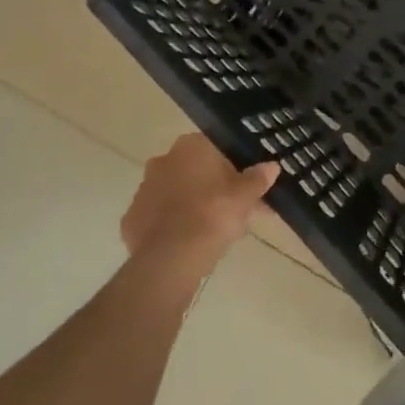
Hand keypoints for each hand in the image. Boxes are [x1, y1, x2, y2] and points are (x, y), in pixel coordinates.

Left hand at [121, 135, 278, 277]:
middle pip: (194, 171)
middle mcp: (162, 161)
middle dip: (212, 187)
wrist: (172, 257)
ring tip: (214, 233)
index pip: (215, 148)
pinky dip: (172, 227)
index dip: (233, 167)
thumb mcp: (245, 197)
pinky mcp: (132, 218)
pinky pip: (158, 218)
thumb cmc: (213, 215)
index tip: (245, 187)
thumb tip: (272, 165)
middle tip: (234, 212)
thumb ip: (258, 179)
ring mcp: (143, 189)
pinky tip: (188, 244)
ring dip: (191, 205)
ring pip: (175, 193)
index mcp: (190, 147)